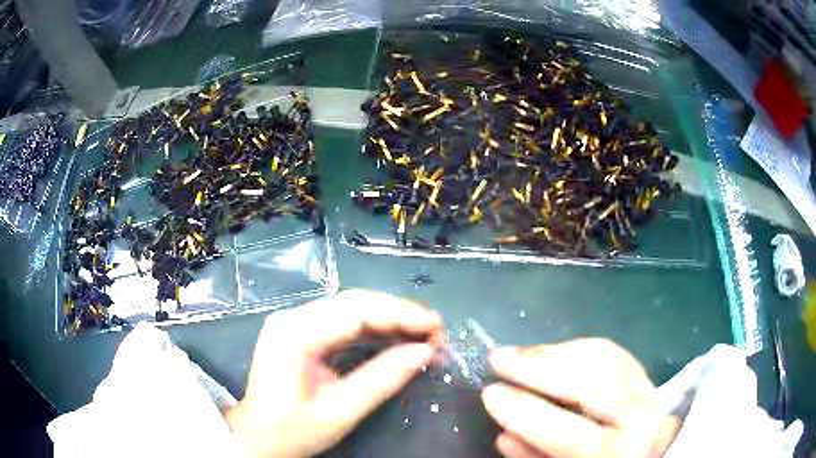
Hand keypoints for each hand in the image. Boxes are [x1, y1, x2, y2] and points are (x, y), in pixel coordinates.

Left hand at [225, 290, 442, 457]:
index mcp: (295, 334)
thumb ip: (382, 380)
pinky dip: (373, 327)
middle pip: (354, 302)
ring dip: (389, 317)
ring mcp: (294, 322)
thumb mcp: (339, 412)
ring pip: (350, 308)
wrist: (255, 438)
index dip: (401, 314)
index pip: (356, 311)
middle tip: (436, 330)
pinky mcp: (299, 332)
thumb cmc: (292, 431)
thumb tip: (425, 353)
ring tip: (423, 332)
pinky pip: (342, 321)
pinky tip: (395, 336)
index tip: (437, 327)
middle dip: (399, 313)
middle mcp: (292, 318)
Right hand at [482, 339, 681, 457]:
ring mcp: (648, 389)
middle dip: (538, 366)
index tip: (489, 392)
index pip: (564, 431)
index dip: (523, 411)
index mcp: (615, 453)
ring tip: (520, 353)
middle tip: (499, 357)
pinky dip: (577, 347)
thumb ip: (536, 457)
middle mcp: (639, 417)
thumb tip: (504, 435)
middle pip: (589, 382)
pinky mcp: (646, 373)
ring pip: (601, 358)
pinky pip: (610, 351)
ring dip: (554, 352)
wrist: (650, 454)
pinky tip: (553, 351)